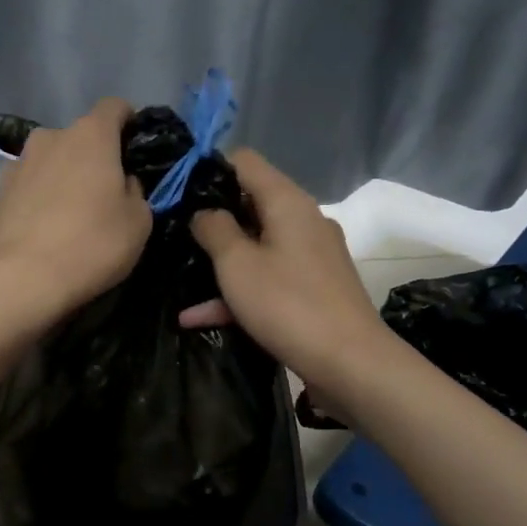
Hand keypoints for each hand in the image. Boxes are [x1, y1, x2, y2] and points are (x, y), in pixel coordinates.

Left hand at [0, 98, 151, 329]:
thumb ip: (135, 192)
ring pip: (49, 163)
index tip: (135, 147)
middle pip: (78, 138)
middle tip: (104, 193)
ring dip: (62, 179)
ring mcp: (16, 165)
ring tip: (70, 216)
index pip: (114, 107)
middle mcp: (49, 138)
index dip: (129, 122)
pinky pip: (27, 189)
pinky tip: (43, 232)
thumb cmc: (89, 245)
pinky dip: (38, 202)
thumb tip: (121, 183)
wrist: (15, 281)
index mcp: (89, 135)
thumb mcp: (138, 223)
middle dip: (93, 158)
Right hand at [187, 149, 391, 388]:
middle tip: (175, 235)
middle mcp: (304, 221)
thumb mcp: (237, 264)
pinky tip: (198, 317)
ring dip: (221, 261)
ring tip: (181, 275)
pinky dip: (239, 291)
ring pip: (257, 246)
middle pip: (251, 203)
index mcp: (288, 203)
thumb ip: (214, 229)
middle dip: (212, 218)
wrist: (351, 363)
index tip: (178, 192)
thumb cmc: (288, 305)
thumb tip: (205, 212)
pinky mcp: (314, 288)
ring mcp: (312, 256)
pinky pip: (269, 278)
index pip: (245, 161)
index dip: (209, 169)